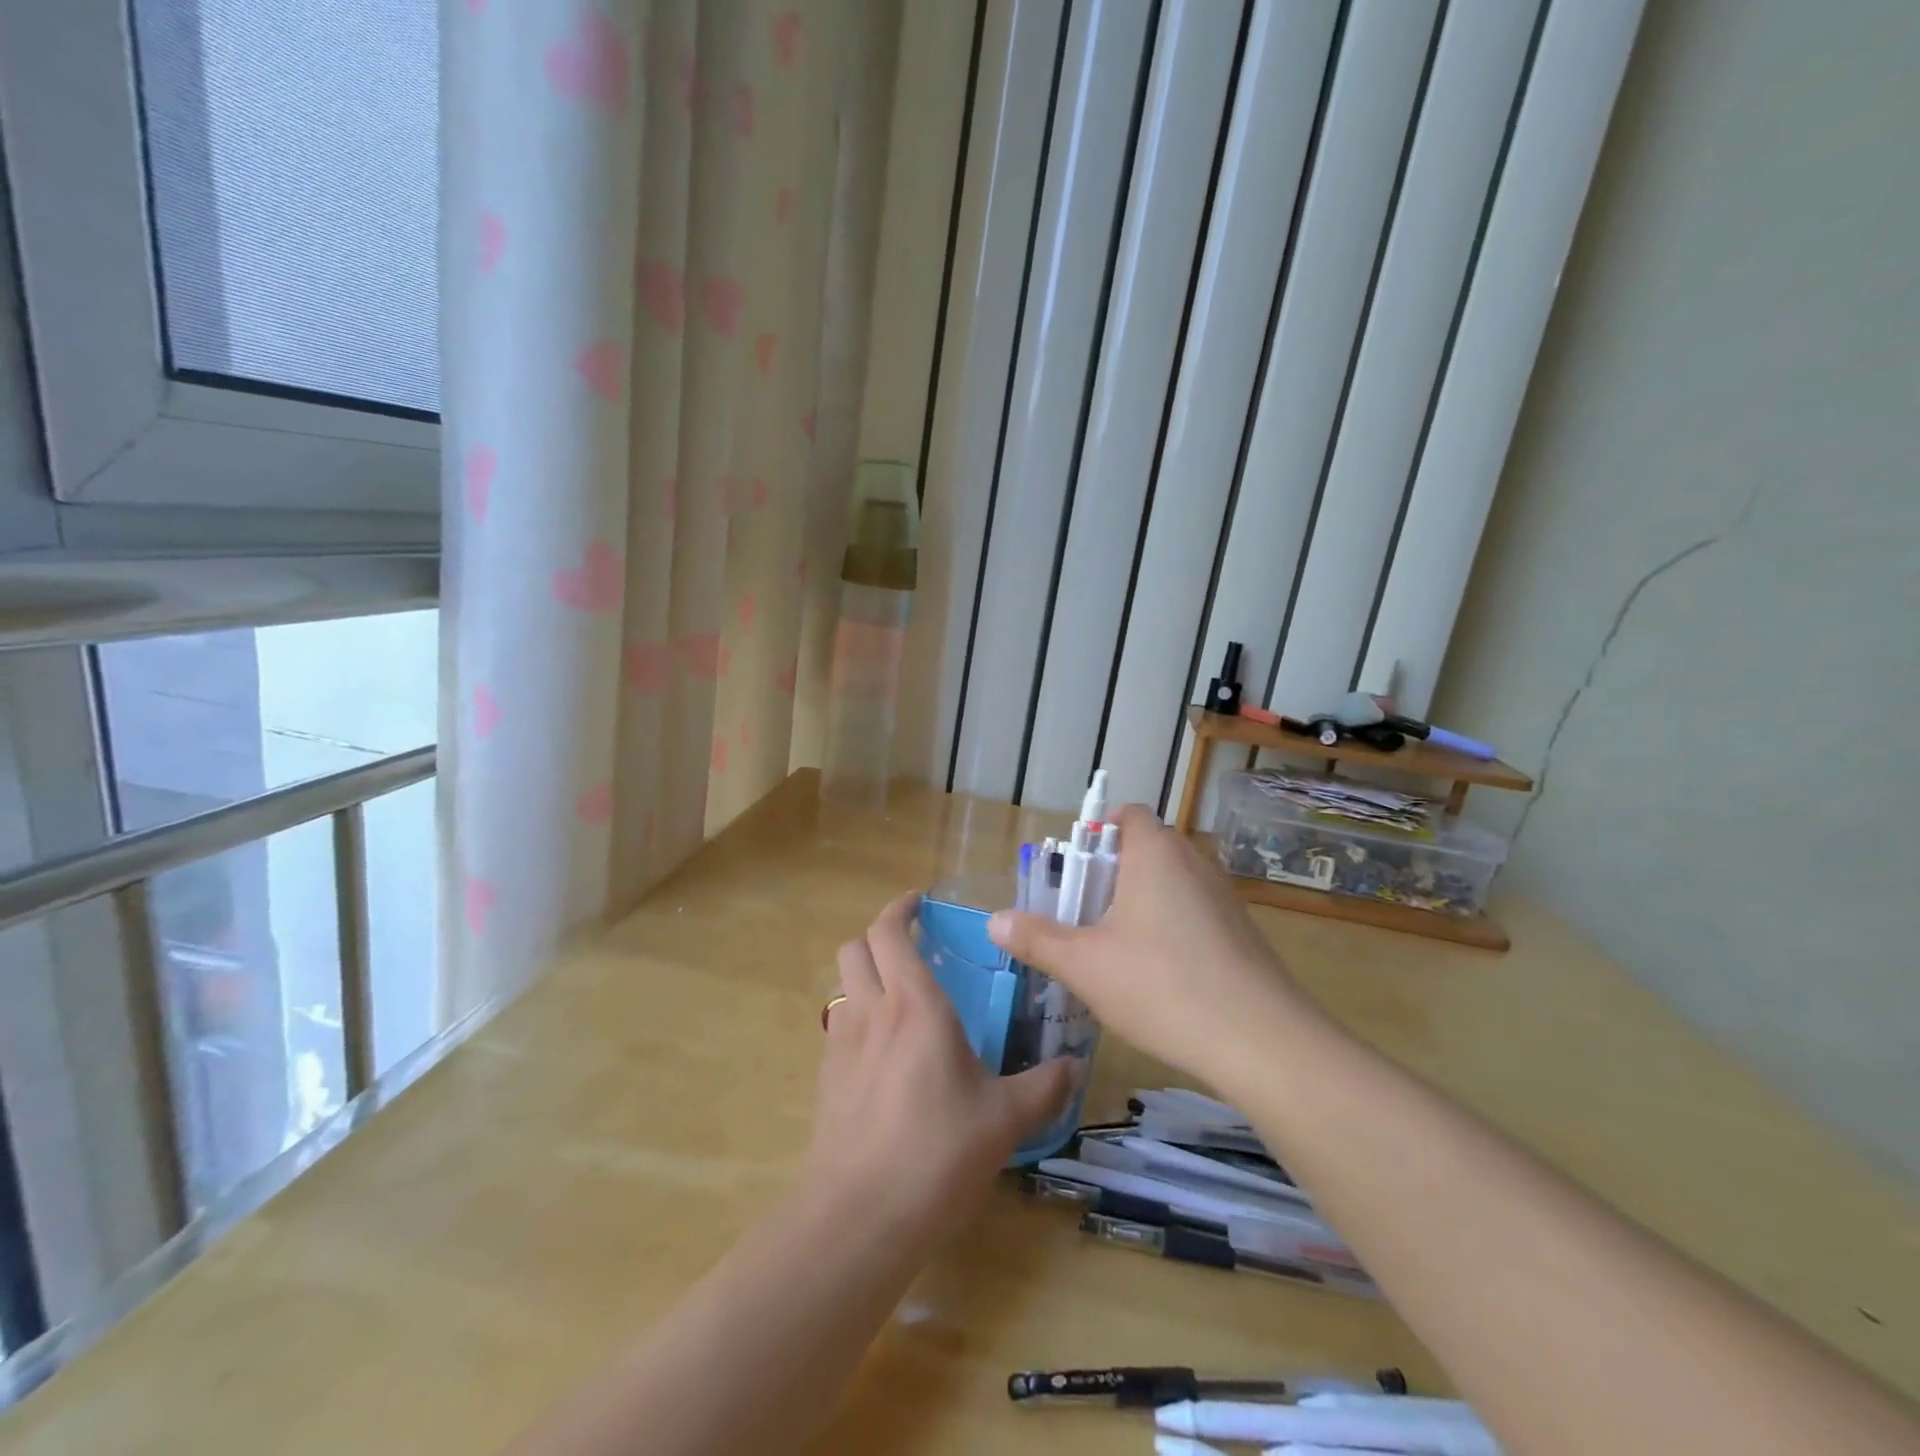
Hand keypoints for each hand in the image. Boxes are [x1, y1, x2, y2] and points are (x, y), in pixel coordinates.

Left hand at [803, 893, 1072, 1244]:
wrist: (859, 1218)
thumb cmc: (937, 1153)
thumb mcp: (1004, 1119)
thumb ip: (1043, 1087)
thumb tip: (1077, 1067)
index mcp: (915, 1005)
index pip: (890, 932)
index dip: (900, 908)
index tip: (919, 902)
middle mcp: (872, 1012)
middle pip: (855, 947)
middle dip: (878, 936)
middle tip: (911, 947)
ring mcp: (842, 1046)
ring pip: (842, 985)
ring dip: (864, 975)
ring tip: (899, 997)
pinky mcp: (827, 1080)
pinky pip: (839, 1027)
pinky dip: (858, 1018)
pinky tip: (885, 1053)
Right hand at [988, 804, 1314, 1081]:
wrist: (1262, 1041)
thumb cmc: (1161, 985)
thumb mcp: (1084, 964)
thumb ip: (1036, 938)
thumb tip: (994, 920)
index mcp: (1154, 852)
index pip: (1126, 814)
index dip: (1095, 833)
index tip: (1073, 873)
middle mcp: (1193, 861)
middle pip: (1143, 850)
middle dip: (1108, 877)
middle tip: (1081, 918)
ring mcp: (1223, 896)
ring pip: (1168, 884)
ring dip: (1138, 905)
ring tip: (1112, 951)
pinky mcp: (1241, 931)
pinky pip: (1192, 913)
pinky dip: (1168, 929)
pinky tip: (1156, 977)